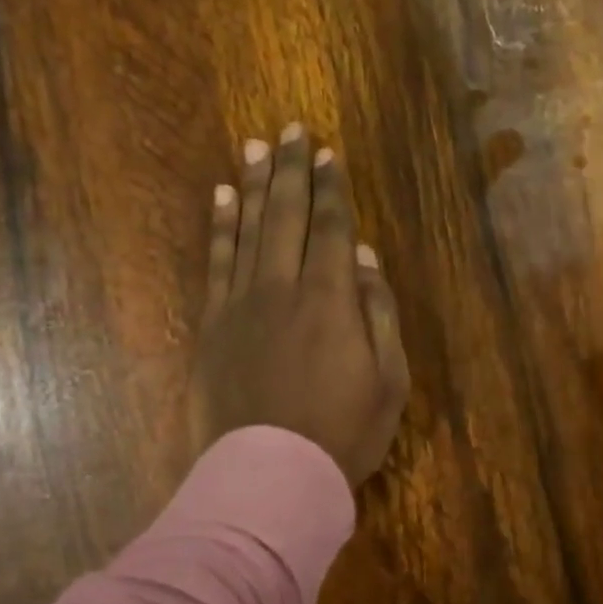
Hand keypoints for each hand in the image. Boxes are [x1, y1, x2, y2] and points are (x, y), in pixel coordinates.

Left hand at [187, 122, 409, 486]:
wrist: (272, 474)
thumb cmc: (344, 433)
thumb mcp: (389, 380)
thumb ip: (378, 312)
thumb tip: (364, 257)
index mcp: (331, 299)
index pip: (331, 228)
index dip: (332, 189)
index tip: (329, 154)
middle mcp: (283, 287)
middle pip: (286, 215)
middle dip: (291, 170)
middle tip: (292, 129)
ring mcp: (242, 304)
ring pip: (248, 229)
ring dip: (253, 185)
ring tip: (256, 147)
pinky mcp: (213, 325)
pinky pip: (216, 263)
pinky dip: (218, 226)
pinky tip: (220, 197)